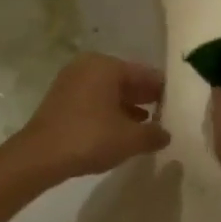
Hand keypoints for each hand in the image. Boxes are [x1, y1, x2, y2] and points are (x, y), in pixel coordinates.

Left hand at [11, 54, 169, 182]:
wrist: (40, 156)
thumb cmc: (89, 138)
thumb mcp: (130, 139)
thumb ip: (154, 134)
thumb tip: (165, 133)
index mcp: (106, 66)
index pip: (146, 74)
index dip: (165, 91)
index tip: (180, 106)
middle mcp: (88, 66)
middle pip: (127, 80)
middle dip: (146, 98)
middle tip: (168, 115)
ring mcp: (72, 80)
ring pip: (110, 91)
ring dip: (128, 106)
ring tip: (149, 125)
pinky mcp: (62, 98)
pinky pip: (95, 99)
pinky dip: (110, 111)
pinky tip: (121, 130)